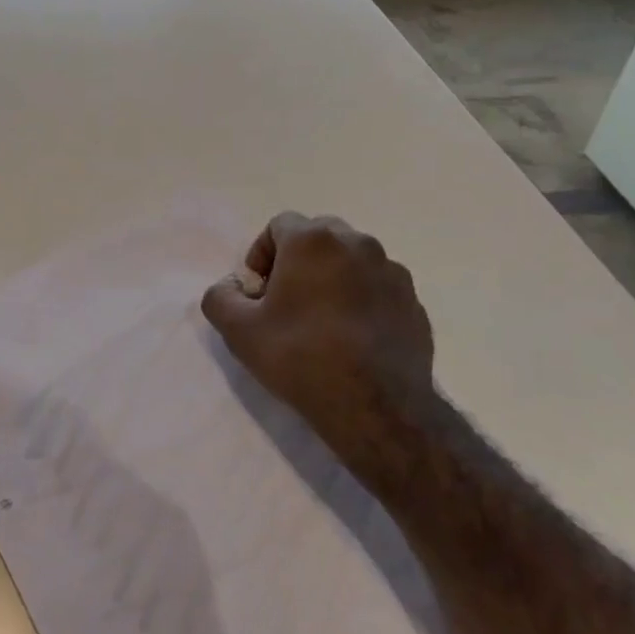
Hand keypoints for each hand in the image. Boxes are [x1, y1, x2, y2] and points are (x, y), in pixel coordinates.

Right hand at [201, 212, 433, 445]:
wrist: (376, 408)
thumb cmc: (301, 357)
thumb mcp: (238, 331)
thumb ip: (220, 297)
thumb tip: (230, 288)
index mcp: (313, 241)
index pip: (279, 225)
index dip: (262, 253)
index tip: (259, 291)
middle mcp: (357, 243)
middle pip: (318, 235)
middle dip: (298, 259)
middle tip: (287, 299)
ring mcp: (392, 272)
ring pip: (352, 259)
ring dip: (332, 277)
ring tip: (322, 319)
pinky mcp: (414, 302)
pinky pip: (377, 287)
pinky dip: (362, 299)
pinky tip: (352, 337)